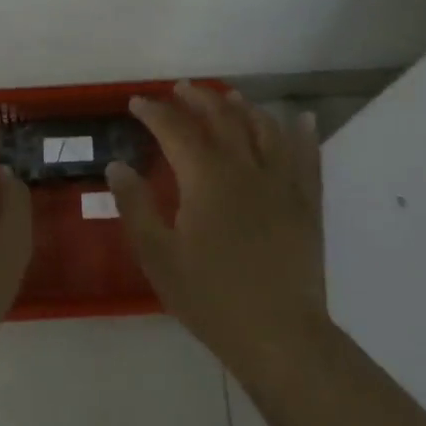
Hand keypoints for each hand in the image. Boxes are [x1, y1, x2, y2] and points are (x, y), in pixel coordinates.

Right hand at [107, 83, 328, 375]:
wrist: (279, 336)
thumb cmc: (210, 298)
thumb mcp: (158, 256)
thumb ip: (135, 206)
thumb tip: (116, 166)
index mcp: (205, 178)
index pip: (175, 130)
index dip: (154, 112)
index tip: (137, 102)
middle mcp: (245, 168)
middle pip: (222, 118)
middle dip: (199, 99)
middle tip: (181, 89)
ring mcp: (282, 183)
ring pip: (265, 129)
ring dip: (245, 108)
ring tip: (230, 97)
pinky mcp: (307, 204)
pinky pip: (308, 158)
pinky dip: (305, 134)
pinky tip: (304, 119)